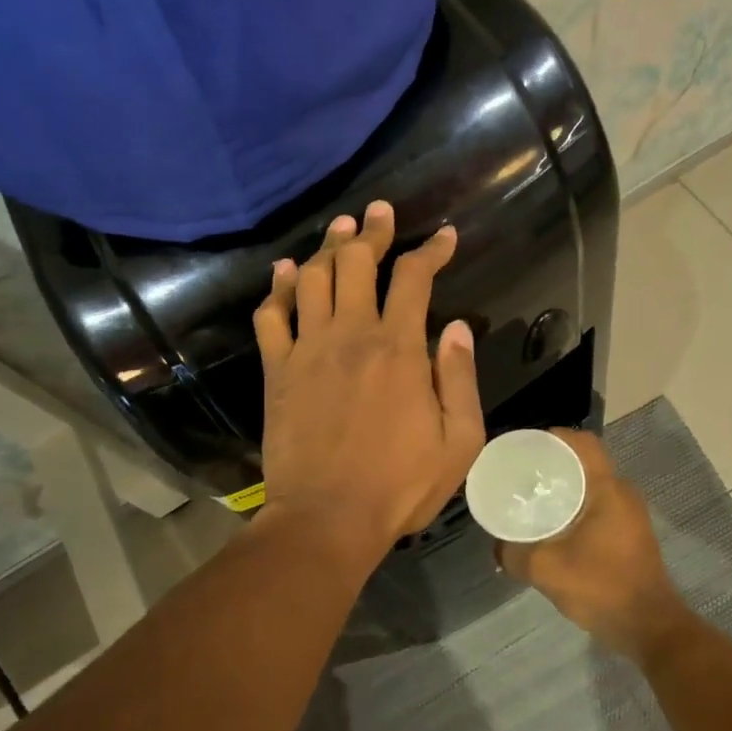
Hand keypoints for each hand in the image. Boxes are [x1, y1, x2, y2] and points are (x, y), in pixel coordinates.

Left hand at [253, 200, 483, 570]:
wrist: (326, 519)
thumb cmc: (399, 485)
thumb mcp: (458, 441)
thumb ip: (460, 379)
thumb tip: (457, 329)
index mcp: (399, 349)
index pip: (415, 278)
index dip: (431, 250)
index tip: (444, 236)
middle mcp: (351, 335)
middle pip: (357, 263)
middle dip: (371, 231)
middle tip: (378, 211)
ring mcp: (308, 349)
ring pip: (314, 278)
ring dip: (328, 247)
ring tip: (340, 227)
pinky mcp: (278, 370)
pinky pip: (272, 315)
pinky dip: (279, 287)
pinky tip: (286, 271)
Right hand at [496, 429, 689, 661]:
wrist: (649, 628)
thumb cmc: (602, 588)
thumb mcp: (547, 570)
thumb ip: (515, 554)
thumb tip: (496, 547)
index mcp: (608, 489)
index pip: (583, 443)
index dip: (554, 437)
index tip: (526, 447)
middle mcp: (623, 493)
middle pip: (586, 462)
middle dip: (553, 463)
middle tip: (522, 474)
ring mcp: (630, 514)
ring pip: (592, 485)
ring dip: (565, 487)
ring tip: (532, 498)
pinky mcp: (630, 533)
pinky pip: (599, 505)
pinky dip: (576, 506)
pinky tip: (554, 526)